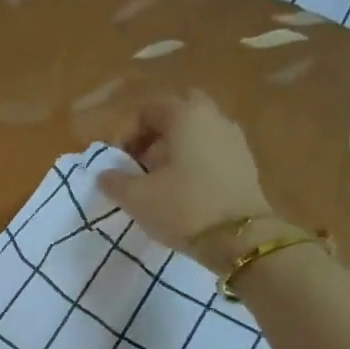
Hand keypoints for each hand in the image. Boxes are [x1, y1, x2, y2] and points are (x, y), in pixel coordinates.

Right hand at [101, 91, 273, 266]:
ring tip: (159, 181)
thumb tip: (104, 175)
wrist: (239, 238)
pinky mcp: (245, 163)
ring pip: (197, 131)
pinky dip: (194, 162)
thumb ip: (115, 182)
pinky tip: (184, 190)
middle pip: (177, 113)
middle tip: (140, 163)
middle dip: (154, 134)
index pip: (148, 109)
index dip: (125, 133)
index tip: (116, 162)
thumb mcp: (138, 198)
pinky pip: (212, 150)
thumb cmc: (183, 209)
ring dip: (175, 149)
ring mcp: (234, 138)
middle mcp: (213, 117)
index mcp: (185, 115)